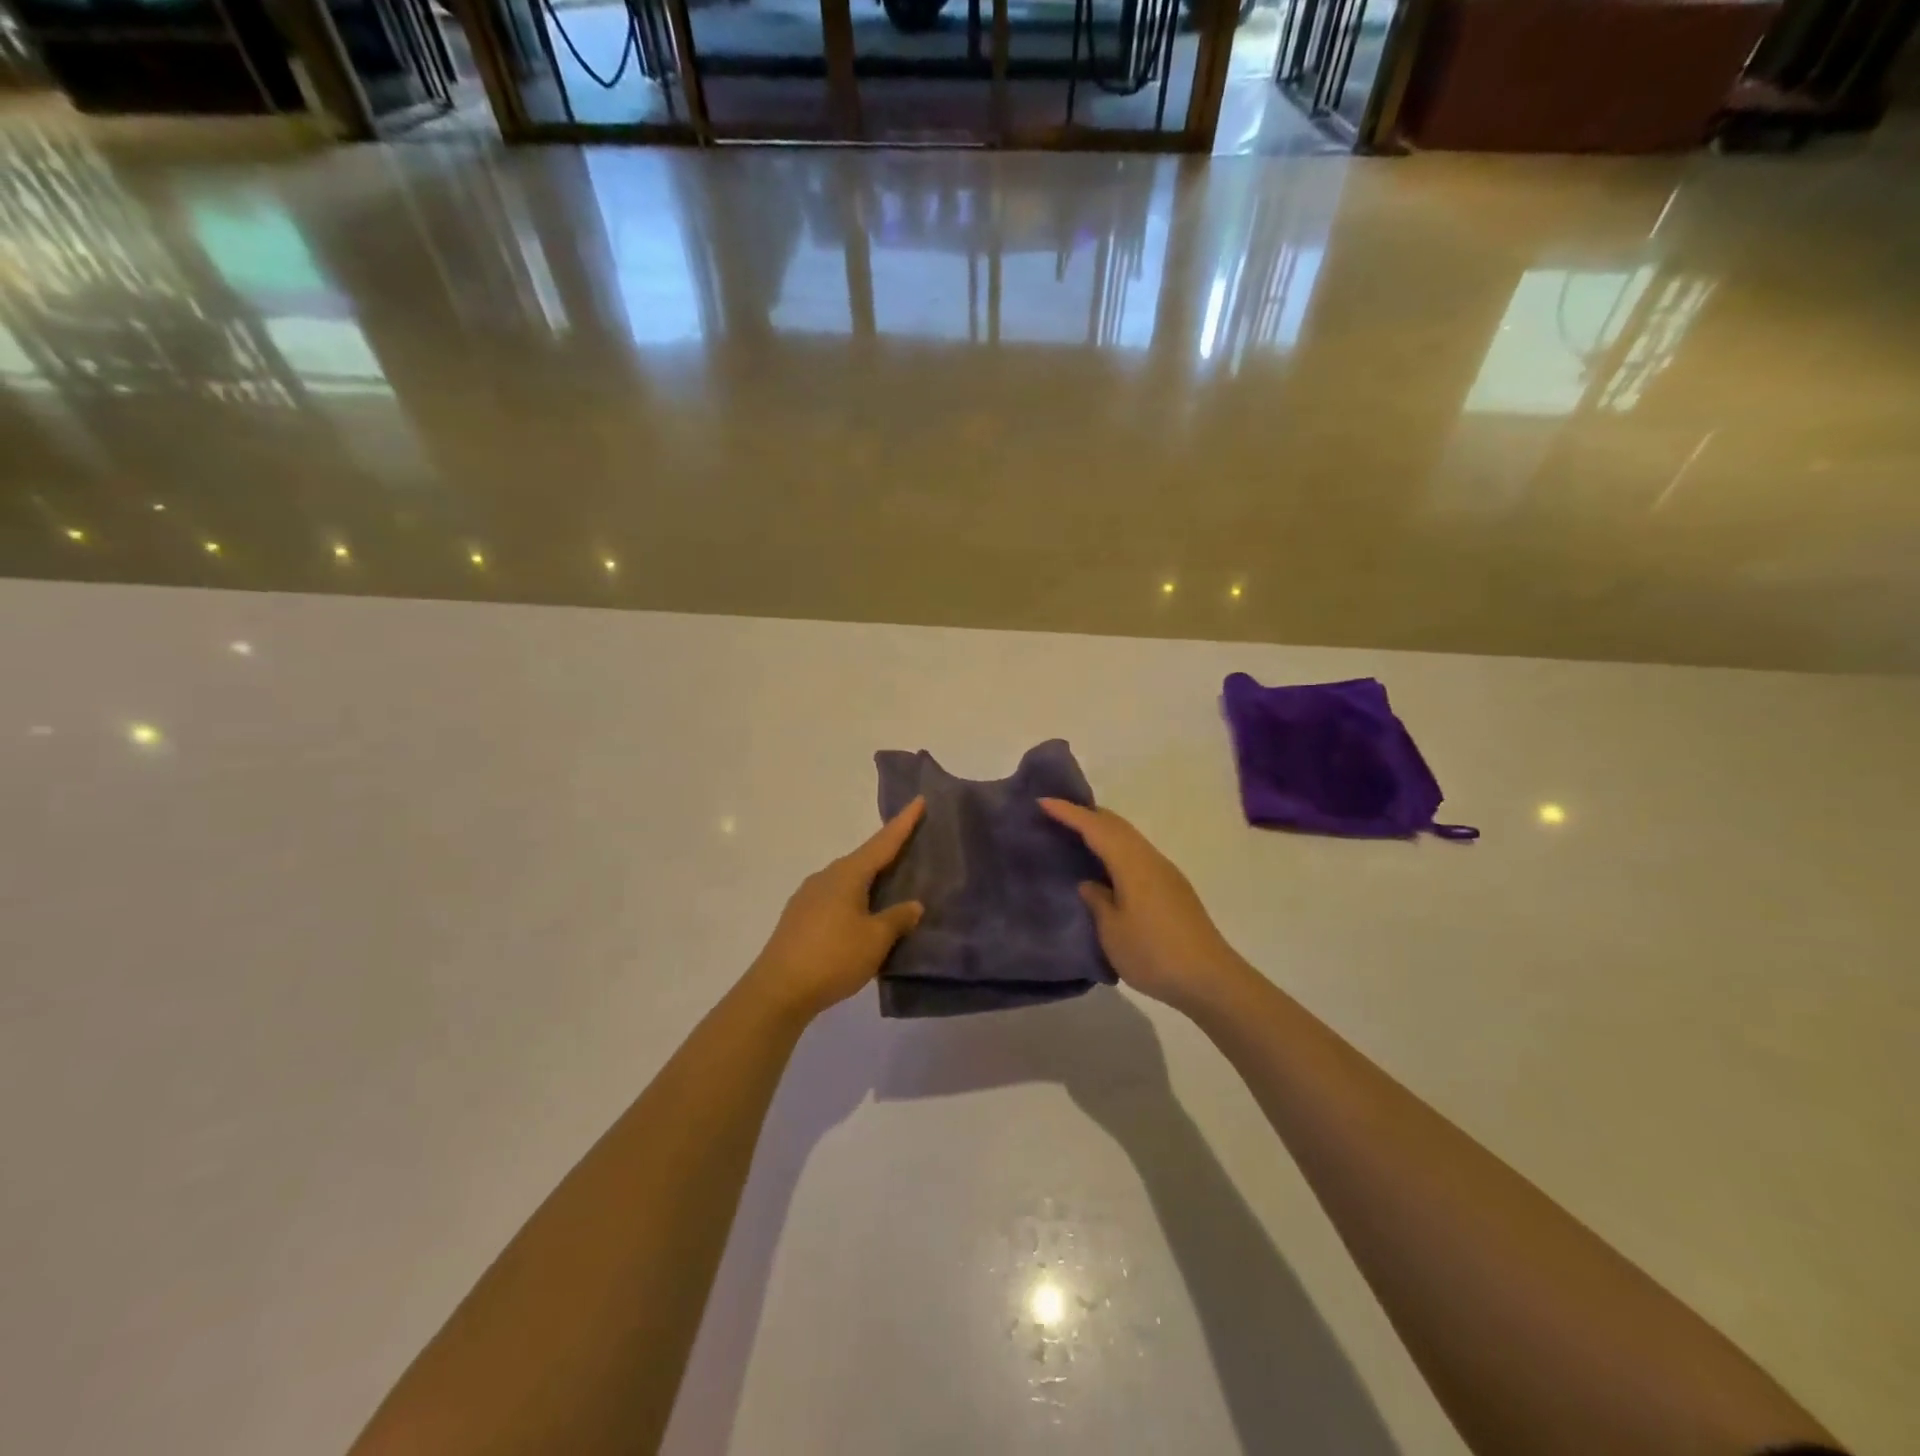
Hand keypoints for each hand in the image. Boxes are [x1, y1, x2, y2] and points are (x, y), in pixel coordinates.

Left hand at [744, 798, 926, 1021]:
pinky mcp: (799, 918)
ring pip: (848, 880)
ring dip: (870, 880)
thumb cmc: (832, 958)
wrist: (777, 990)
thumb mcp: (875, 940)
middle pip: (864, 858)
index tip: (919, 800)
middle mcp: (826, 876)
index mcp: (848, 874)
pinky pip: (836, 898)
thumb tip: (913, 905)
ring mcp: (808, 896)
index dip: (903, 823)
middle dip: (887, 852)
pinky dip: (855, 899)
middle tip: (911, 845)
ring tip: (891, 885)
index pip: (883, 842)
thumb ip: (897, 919)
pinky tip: (862, 916)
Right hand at [1039, 799, 1248, 1014]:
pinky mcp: (1173, 889)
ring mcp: (1166, 873)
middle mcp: (1151, 859)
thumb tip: (1090, 884)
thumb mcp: (1113, 931)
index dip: (1069, 813)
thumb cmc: (1154, 953)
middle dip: (1087, 815)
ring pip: (1129, 838)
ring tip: (1077, 837)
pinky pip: (1138, 854)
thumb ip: (1097, 901)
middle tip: (1057, 815)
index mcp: (1132, 864)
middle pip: (1116, 825)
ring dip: (1103, 831)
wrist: (1210, 980)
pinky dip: (1117, 849)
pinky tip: (1107, 867)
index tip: (1043, 801)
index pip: (1096, 828)